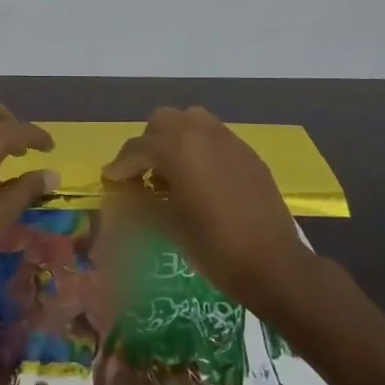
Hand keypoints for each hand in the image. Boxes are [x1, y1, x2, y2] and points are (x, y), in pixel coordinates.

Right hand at [101, 106, 323, 321]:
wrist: (273, 264)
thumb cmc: (214, 247)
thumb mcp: (169, 226)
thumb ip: (144, 202)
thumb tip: (127, 194)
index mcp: (179, 149)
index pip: (138, 147)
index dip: (120, 165)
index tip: (110, 180)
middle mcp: (203, 134)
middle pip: (163, 121)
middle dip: (147, 143)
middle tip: (142, 173)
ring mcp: (230, 141)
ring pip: (192, 120)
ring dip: (175, 138)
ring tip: (172, 170)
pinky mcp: (248, 154)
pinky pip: (215, 137)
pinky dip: (199, 148)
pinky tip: (200, 178)